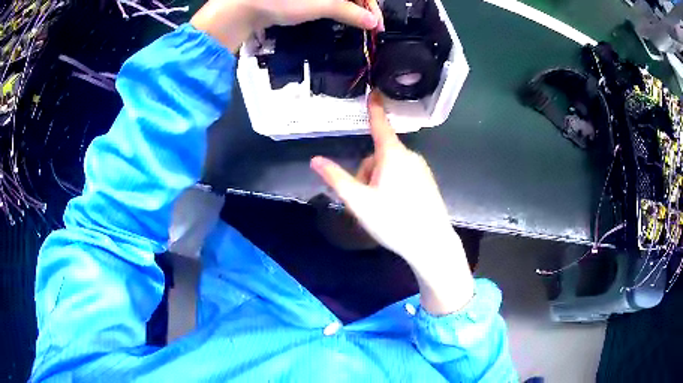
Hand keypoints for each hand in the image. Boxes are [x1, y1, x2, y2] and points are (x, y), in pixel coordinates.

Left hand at [191, 0, 382, 52]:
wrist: (246, 7)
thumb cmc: (284, 2)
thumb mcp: (321, 6)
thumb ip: (350, 12)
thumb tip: (372, 22)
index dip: (372, 8)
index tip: (377, 27)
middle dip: (363, 10)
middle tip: (368, 28)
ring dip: (351, 10)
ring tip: (356, 25)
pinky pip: (327, 0)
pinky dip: (336, 9)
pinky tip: (339, 17)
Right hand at [310, 92, 474, 314]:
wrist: (431, 244)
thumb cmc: (393, 221)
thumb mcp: (359, 202)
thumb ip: (336, 179)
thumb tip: (315, 160)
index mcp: (393, 155)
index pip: (379, 125)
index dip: (374, 108)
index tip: (373, 91)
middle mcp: (410, 156)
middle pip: (379, 155)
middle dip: (367, 173)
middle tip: (367, 201)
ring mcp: (421, 169)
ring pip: (390, 168)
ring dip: (379, 182)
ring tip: (381, 209)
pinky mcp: (428, 182)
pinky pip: (404, 176)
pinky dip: (394, 187)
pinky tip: (396, 210)